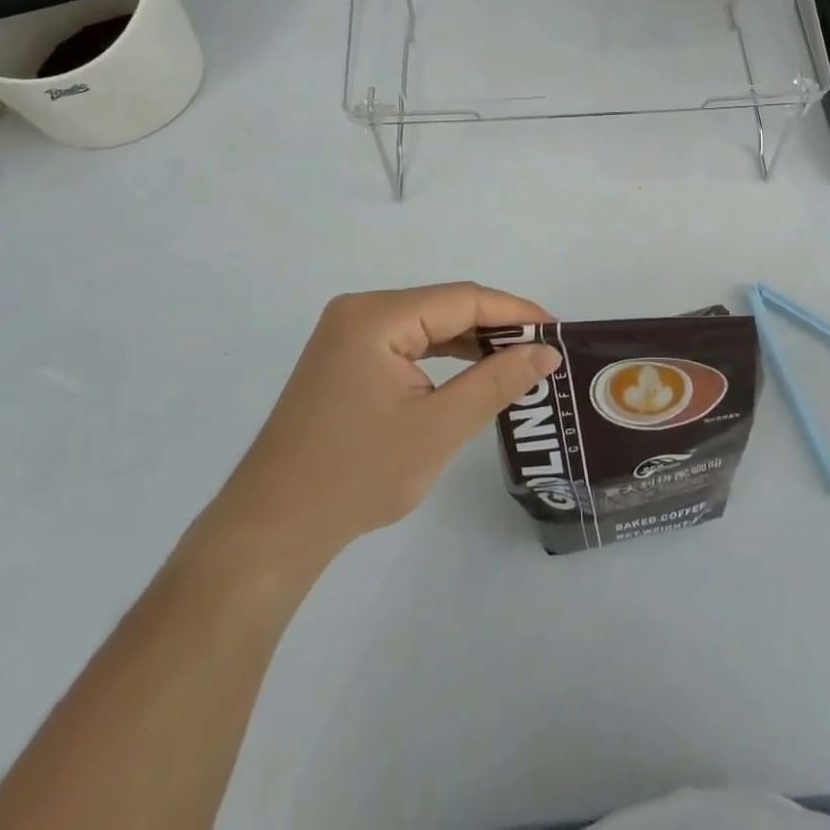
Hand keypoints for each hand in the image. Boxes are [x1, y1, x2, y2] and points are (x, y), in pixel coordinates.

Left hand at [205, 284, 559, 563]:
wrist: (271, 530)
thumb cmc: (356, 477)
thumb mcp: (438, 429)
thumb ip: (497, 382)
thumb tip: (546, 351)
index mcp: (377, 316)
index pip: (462, 299)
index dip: (515, 311)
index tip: (558, 331)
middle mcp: (360, 311)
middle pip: (444, 307)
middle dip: (496, 327)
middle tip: (543, 352)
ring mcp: (348, 334)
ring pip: (427, 324)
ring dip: (471, 342)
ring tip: (518, 362)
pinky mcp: (345, 358)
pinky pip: (407, 343)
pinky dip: (442, 356)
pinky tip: (472, 373)